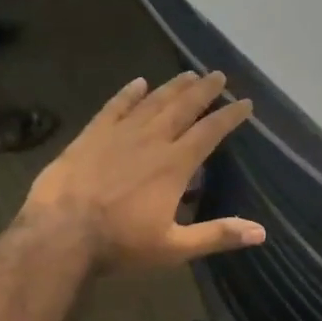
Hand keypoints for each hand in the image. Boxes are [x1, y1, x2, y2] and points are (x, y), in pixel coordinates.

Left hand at [20, 72, 264, 271]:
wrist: (60, 233)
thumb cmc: (120, 243)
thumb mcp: (174, 246)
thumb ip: (217, 235)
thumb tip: (261, 232)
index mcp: (175, 165)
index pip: (210, 132)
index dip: (229, 116)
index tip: (245, 103)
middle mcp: (151, 140)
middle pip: (183, 108)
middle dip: (203, 91)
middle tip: (219, 75)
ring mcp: (119, 134)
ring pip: (152, 102)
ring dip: (173, 87)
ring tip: (189, 73)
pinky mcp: (91, 135)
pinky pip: (114, 107)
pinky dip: (128, 93)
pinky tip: (138, 82)